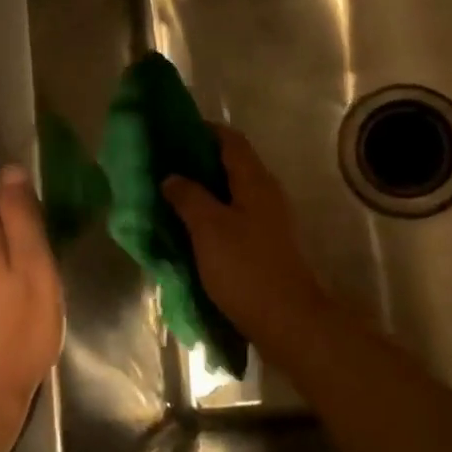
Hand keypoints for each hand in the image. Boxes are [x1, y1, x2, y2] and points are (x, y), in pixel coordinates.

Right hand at [162, 125, 330, 350]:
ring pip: (232, 192)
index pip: (230, 140)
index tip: (172, 132)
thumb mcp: (209, 228)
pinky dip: (211, 214)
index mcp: (255, 181)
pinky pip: (234, 216)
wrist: (287, 320)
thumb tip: (171, 176)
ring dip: (203, 189)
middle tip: (163, 165)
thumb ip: (188, 197)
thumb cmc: (246, 268)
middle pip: (231, 164)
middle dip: (198, 161)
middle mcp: (265, 193)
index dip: (203, 130)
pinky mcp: (264, 244)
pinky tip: (189, 227)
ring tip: (170, 195)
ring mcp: (268, 220)